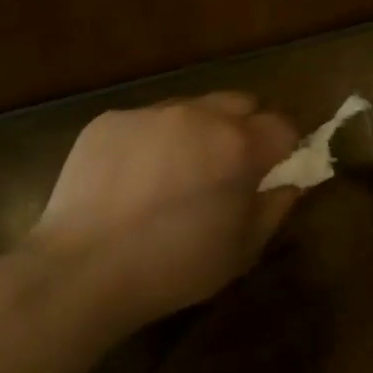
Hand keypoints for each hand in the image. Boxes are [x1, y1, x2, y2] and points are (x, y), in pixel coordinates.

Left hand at [30, 93, 300, 331]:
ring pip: (191, 108)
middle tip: (228, 169)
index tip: (270, 173)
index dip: (283, 149)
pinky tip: (134, 178)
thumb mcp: (242, 250)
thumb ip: (275, 207)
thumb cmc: (175, 267)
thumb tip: (288, 183)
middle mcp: (198, 115)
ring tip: (176, 173)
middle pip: (240, 103)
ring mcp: (150, 113)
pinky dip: (153, 141)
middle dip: (245, 129)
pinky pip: (147, 120)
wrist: (84, 269)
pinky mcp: (110, 120)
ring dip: (198, 131)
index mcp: (239, 145)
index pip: (283, 126)